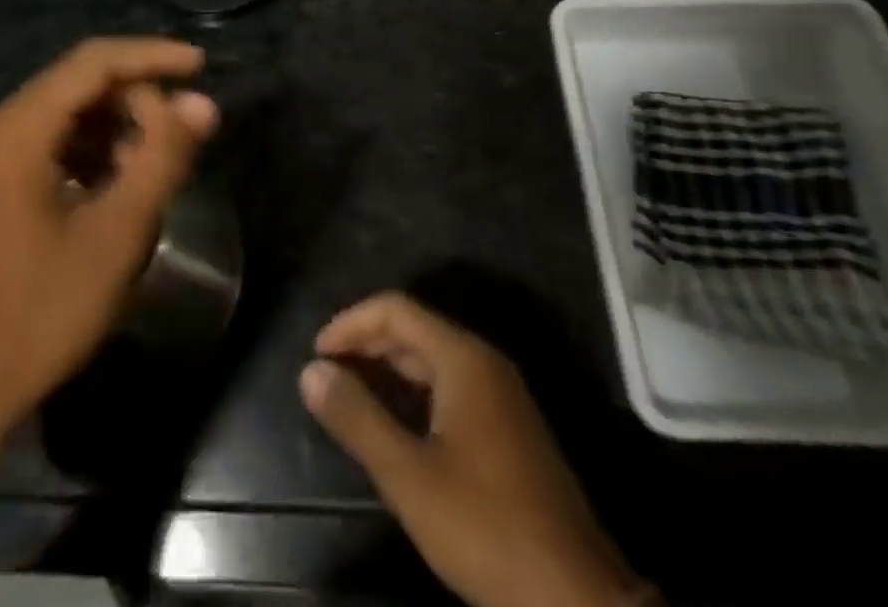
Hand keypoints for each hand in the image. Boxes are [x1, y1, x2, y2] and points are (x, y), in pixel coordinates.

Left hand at [0, 38, 218, 441]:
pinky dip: (94, 150)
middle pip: (81, 83)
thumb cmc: (43, 311)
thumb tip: (203, 104)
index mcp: (18, 129)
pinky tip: (121, 185)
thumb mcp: (117, 232)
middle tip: (181, 136)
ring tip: (157, 165)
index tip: (200, 66)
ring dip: (119, 126)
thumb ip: (163, 157)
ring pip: (69, 112)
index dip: (152, 56)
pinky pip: (53, 142)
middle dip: (137, 100)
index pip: (94, 62)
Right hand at [301, 293, 642, 606]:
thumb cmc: (486, 528)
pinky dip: (414, 390)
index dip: (351, 322)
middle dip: (367, 343)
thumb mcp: (409, 477)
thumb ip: (358, 418)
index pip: (396, 309)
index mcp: (463, 359)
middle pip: (415, 329)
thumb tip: (311, 371)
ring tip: (351, 394)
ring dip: (389, 367)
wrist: (577, 600)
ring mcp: (502, 396)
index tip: (318, 354)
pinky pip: (450, 386)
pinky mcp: (509, 429)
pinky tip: (396, 423)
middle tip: (328, 374)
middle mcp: (485, 364)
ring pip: (433, 359)